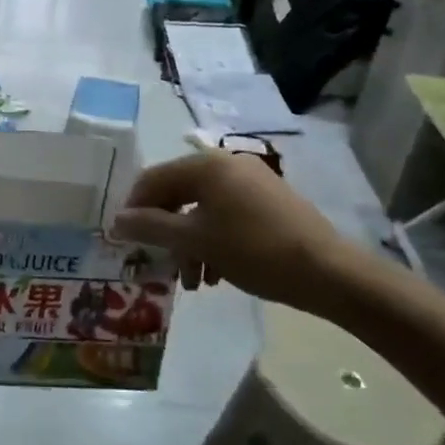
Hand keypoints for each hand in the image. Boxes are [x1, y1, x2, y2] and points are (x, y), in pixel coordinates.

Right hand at [111, 151, 367, 315]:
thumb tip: (115, 220)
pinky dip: (213, 240)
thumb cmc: (254, 251)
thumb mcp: (195, 241)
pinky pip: (226, 215)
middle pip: (178, 194)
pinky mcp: (269, 202)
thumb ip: (151, 227)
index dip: (134, 208)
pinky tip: (216, 274)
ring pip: (202, 209)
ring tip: (192, 280)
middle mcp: (227, 164)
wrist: (328, 272)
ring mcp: (252, 182)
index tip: (124, 240)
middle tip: (158, 263)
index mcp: (207, 165)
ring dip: (189, 243)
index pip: (153, 178)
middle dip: (165, 232)